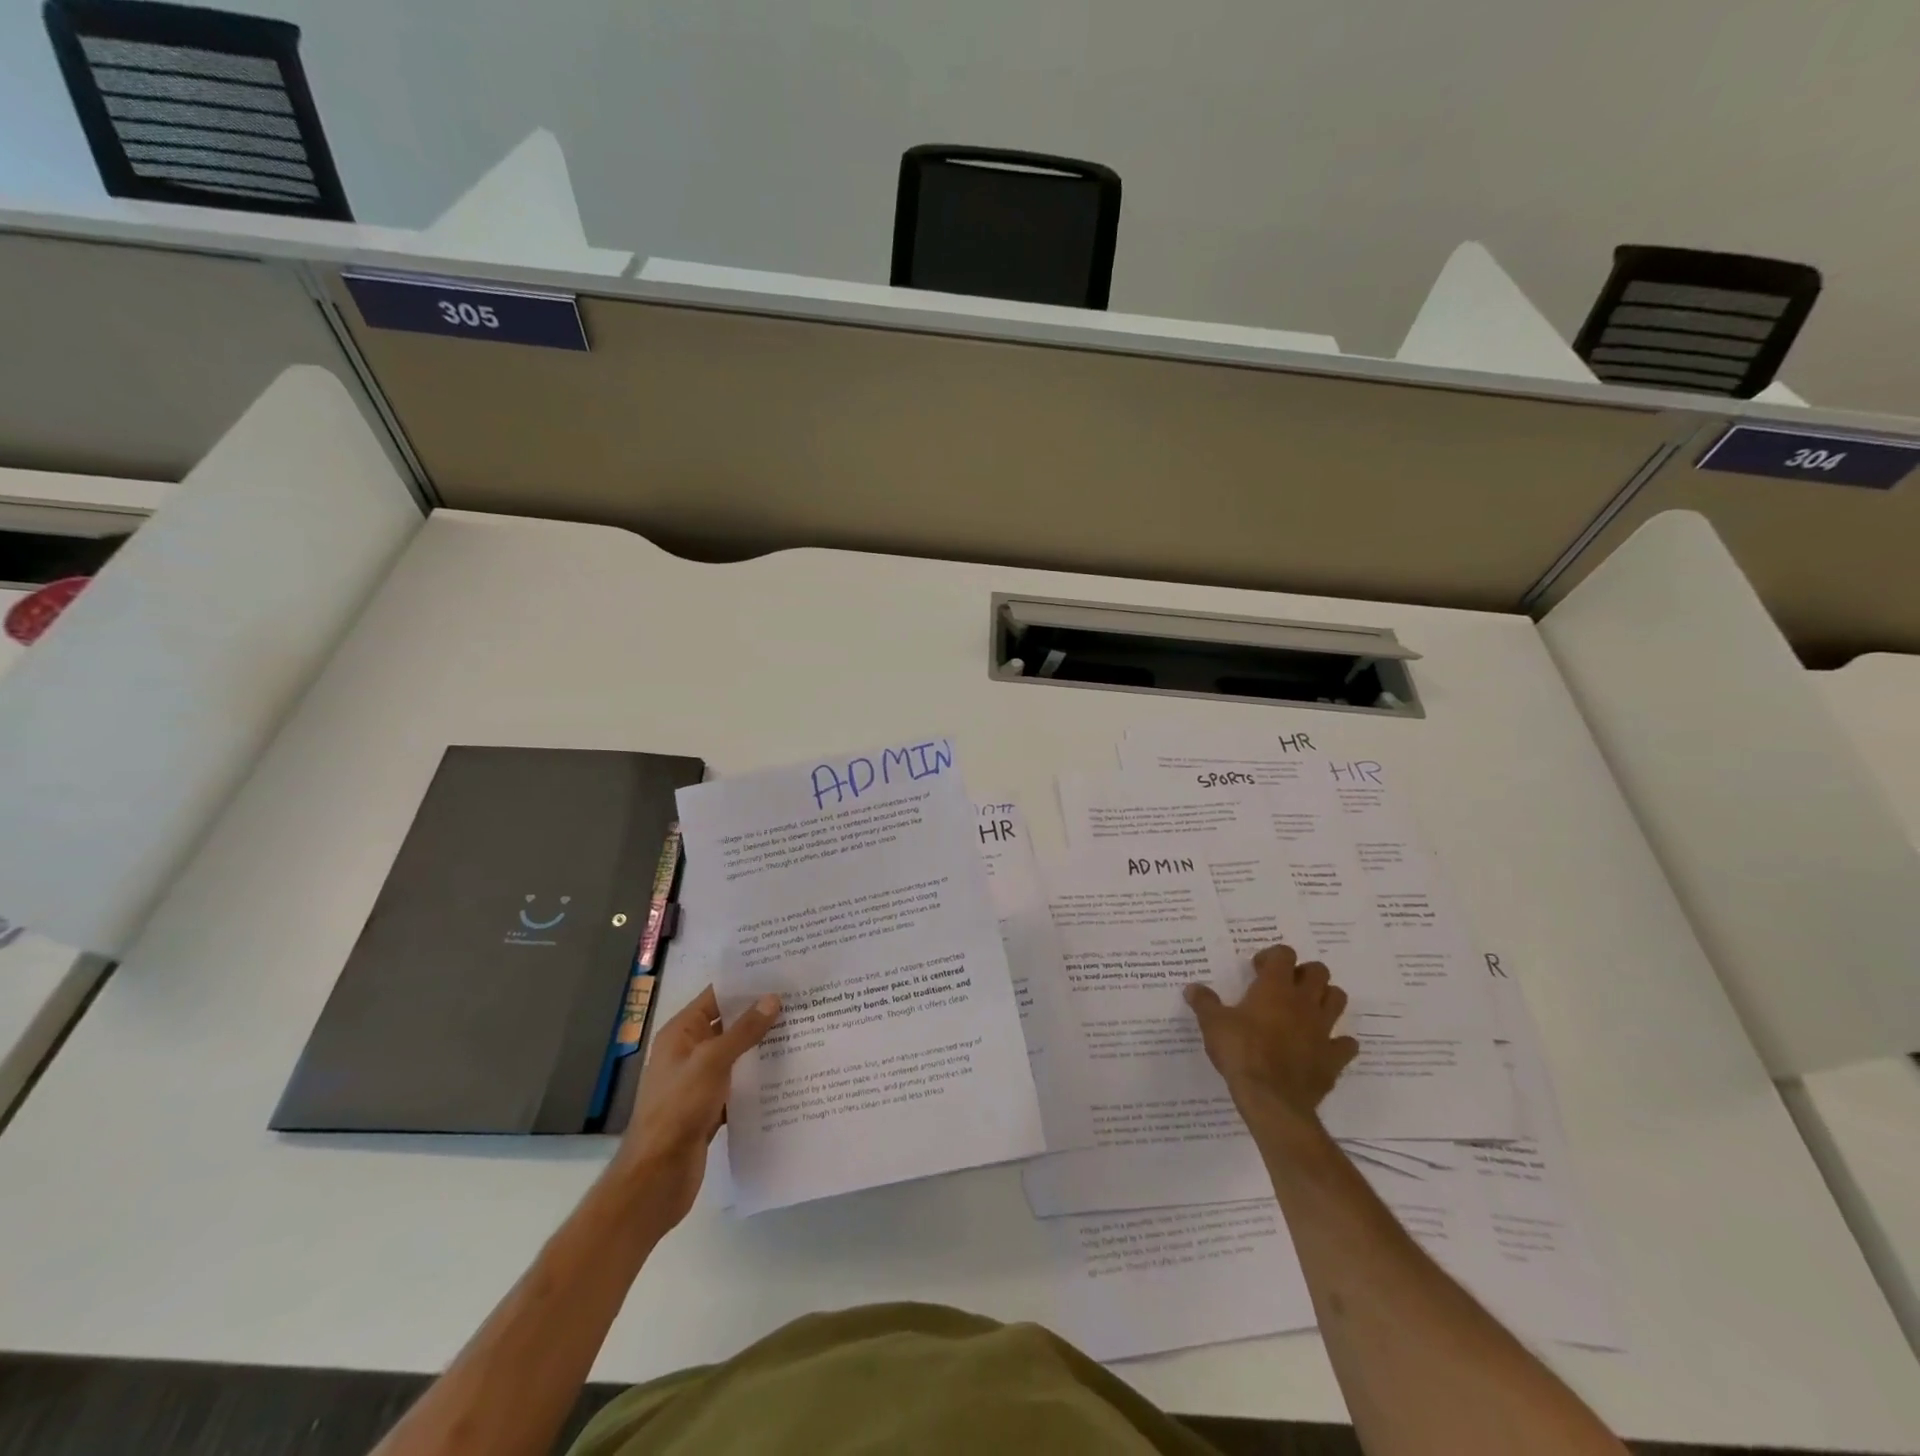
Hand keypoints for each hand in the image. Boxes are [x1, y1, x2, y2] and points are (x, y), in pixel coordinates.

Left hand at [613, 985, 779, 1226]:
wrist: (657, 1177)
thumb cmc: (678, 1109)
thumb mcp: (712, 1062)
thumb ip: (743, 1031)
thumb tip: (772, 998)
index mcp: (681, 1033)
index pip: (716, 996)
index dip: (745, 984)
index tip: (781, 973)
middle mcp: (689, 1052)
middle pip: (729, 1024)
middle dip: (761, 1014)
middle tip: (801, 1000)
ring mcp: (699, 1081)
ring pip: (737, 1055)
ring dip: (763, 1047)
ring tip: (803, 1031)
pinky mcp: (711, 1108)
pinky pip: (739, 1084)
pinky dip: (759, 1079)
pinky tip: (789, 1074)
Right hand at [1186, 943, 1357, 1131]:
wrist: (1272, 1099)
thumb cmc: (1240, 1052)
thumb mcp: (1213, 1024)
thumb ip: (1204, 1002)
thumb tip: (1192, 988)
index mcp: (1275, 987)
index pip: (1284, 954)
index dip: (1272, 957)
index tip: (1257, 970)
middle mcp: (1304, 1002)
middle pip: (1319, 971)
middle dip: (1304, 973)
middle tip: (1284, 986)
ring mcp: (1323, 1029)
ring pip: (1338, 999)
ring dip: (1325, 999)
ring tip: (1305, 1009)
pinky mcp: (1334, 1058)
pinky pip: (1346, 1043)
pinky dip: (1338, 1042)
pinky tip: (1322, 1047)